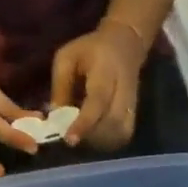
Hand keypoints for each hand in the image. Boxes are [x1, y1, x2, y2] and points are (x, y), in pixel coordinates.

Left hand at [50, 22, 146, 149]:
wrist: (126, 45)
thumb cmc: (91, 50)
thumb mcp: (67, 58)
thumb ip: (60, 86)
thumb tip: (54, 118)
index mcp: (106, 72)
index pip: (98, 101)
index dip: (84, 122)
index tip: (69, 139)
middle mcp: (124, 90)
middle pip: (111, 123)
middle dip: (88, 135)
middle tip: (70, 134)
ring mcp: (132, 105)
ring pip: (118, 134)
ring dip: (96, 140)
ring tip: (80, 133)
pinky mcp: (134, 115)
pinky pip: (122, 136)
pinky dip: (106, 141)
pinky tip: (93, 135)